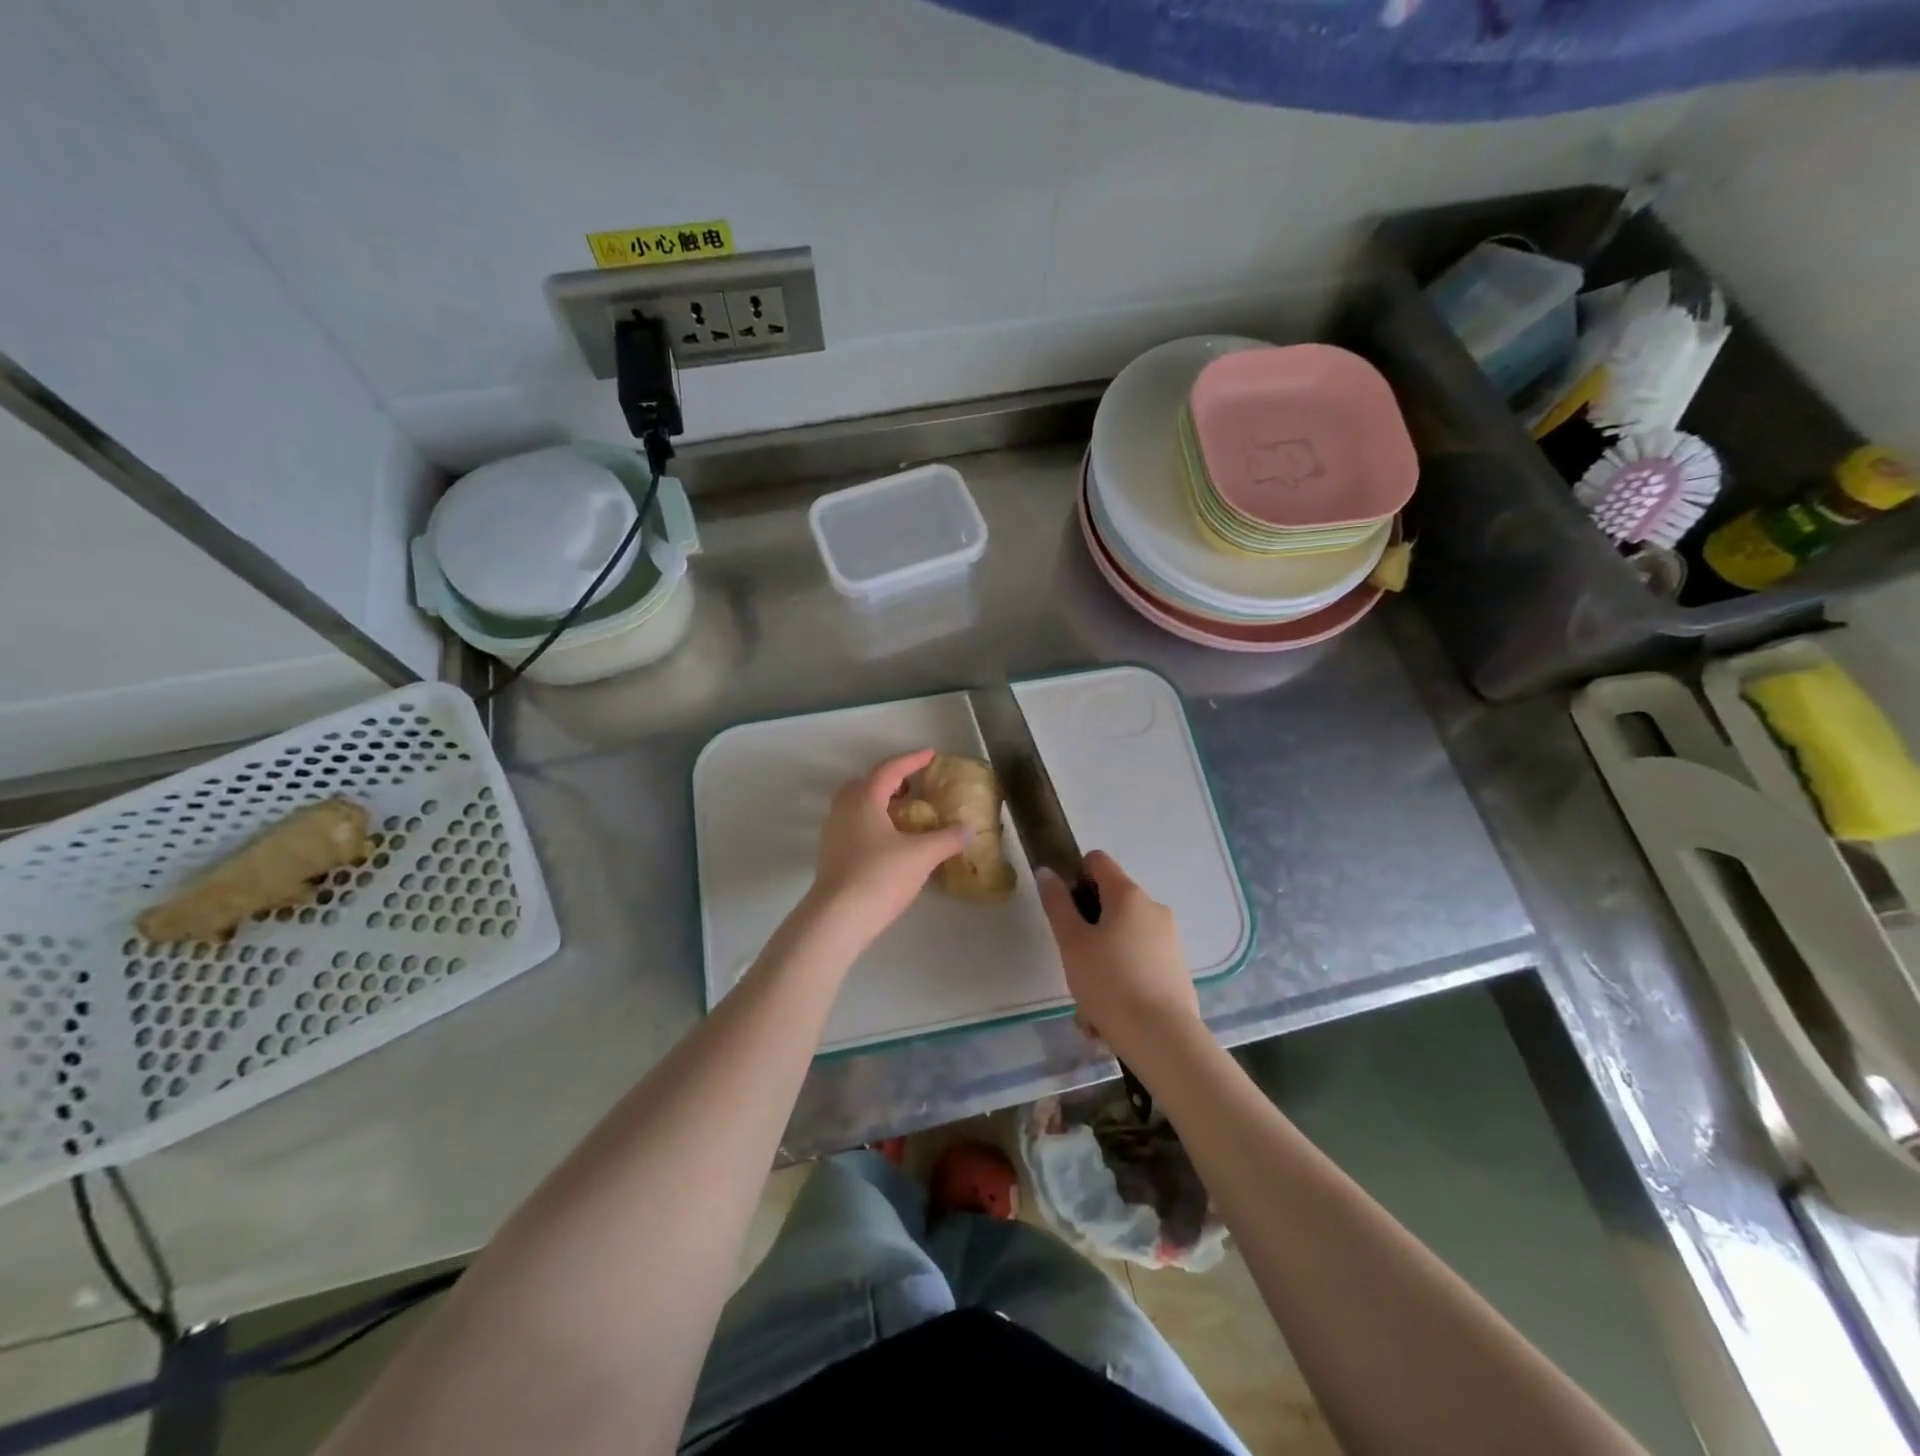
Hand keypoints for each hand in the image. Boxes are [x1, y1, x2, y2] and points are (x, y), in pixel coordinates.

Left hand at [809, 749, 968, 947]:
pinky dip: (873, 822)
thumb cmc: (880, 876)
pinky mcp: (831, 854)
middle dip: (892, 780)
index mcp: (864, 798)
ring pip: (858, 805)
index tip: (931, 755)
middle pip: (867, 783)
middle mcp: (844, 808)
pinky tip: (890, 840)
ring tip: (905, 812)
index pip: (890, 770)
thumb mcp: (922, 856)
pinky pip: (854, 824)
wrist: (838, 917)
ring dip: (881, 802)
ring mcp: (833, 831)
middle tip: (914, 785)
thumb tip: (969, 830)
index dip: (912, 760)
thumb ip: (947, 838)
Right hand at [1039, 851, 1199, 1062]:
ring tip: (1089, 1004)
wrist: (1163, 1039)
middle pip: (1111, 903)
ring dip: (1102, 961)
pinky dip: (1122, 980)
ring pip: (1123, 939)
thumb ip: (1057, 904)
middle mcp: (1154, 908)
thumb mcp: (1072, 943)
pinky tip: (1109, 1016)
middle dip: (1088, 929)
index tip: (1064, 908)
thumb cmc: (1109, 983)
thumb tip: (1047, 871)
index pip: (1098, 861)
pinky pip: (1140, 963)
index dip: (1076, 875)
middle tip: (1073, 964)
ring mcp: (1170, 939)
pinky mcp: (1177, 968)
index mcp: (1128, 895)